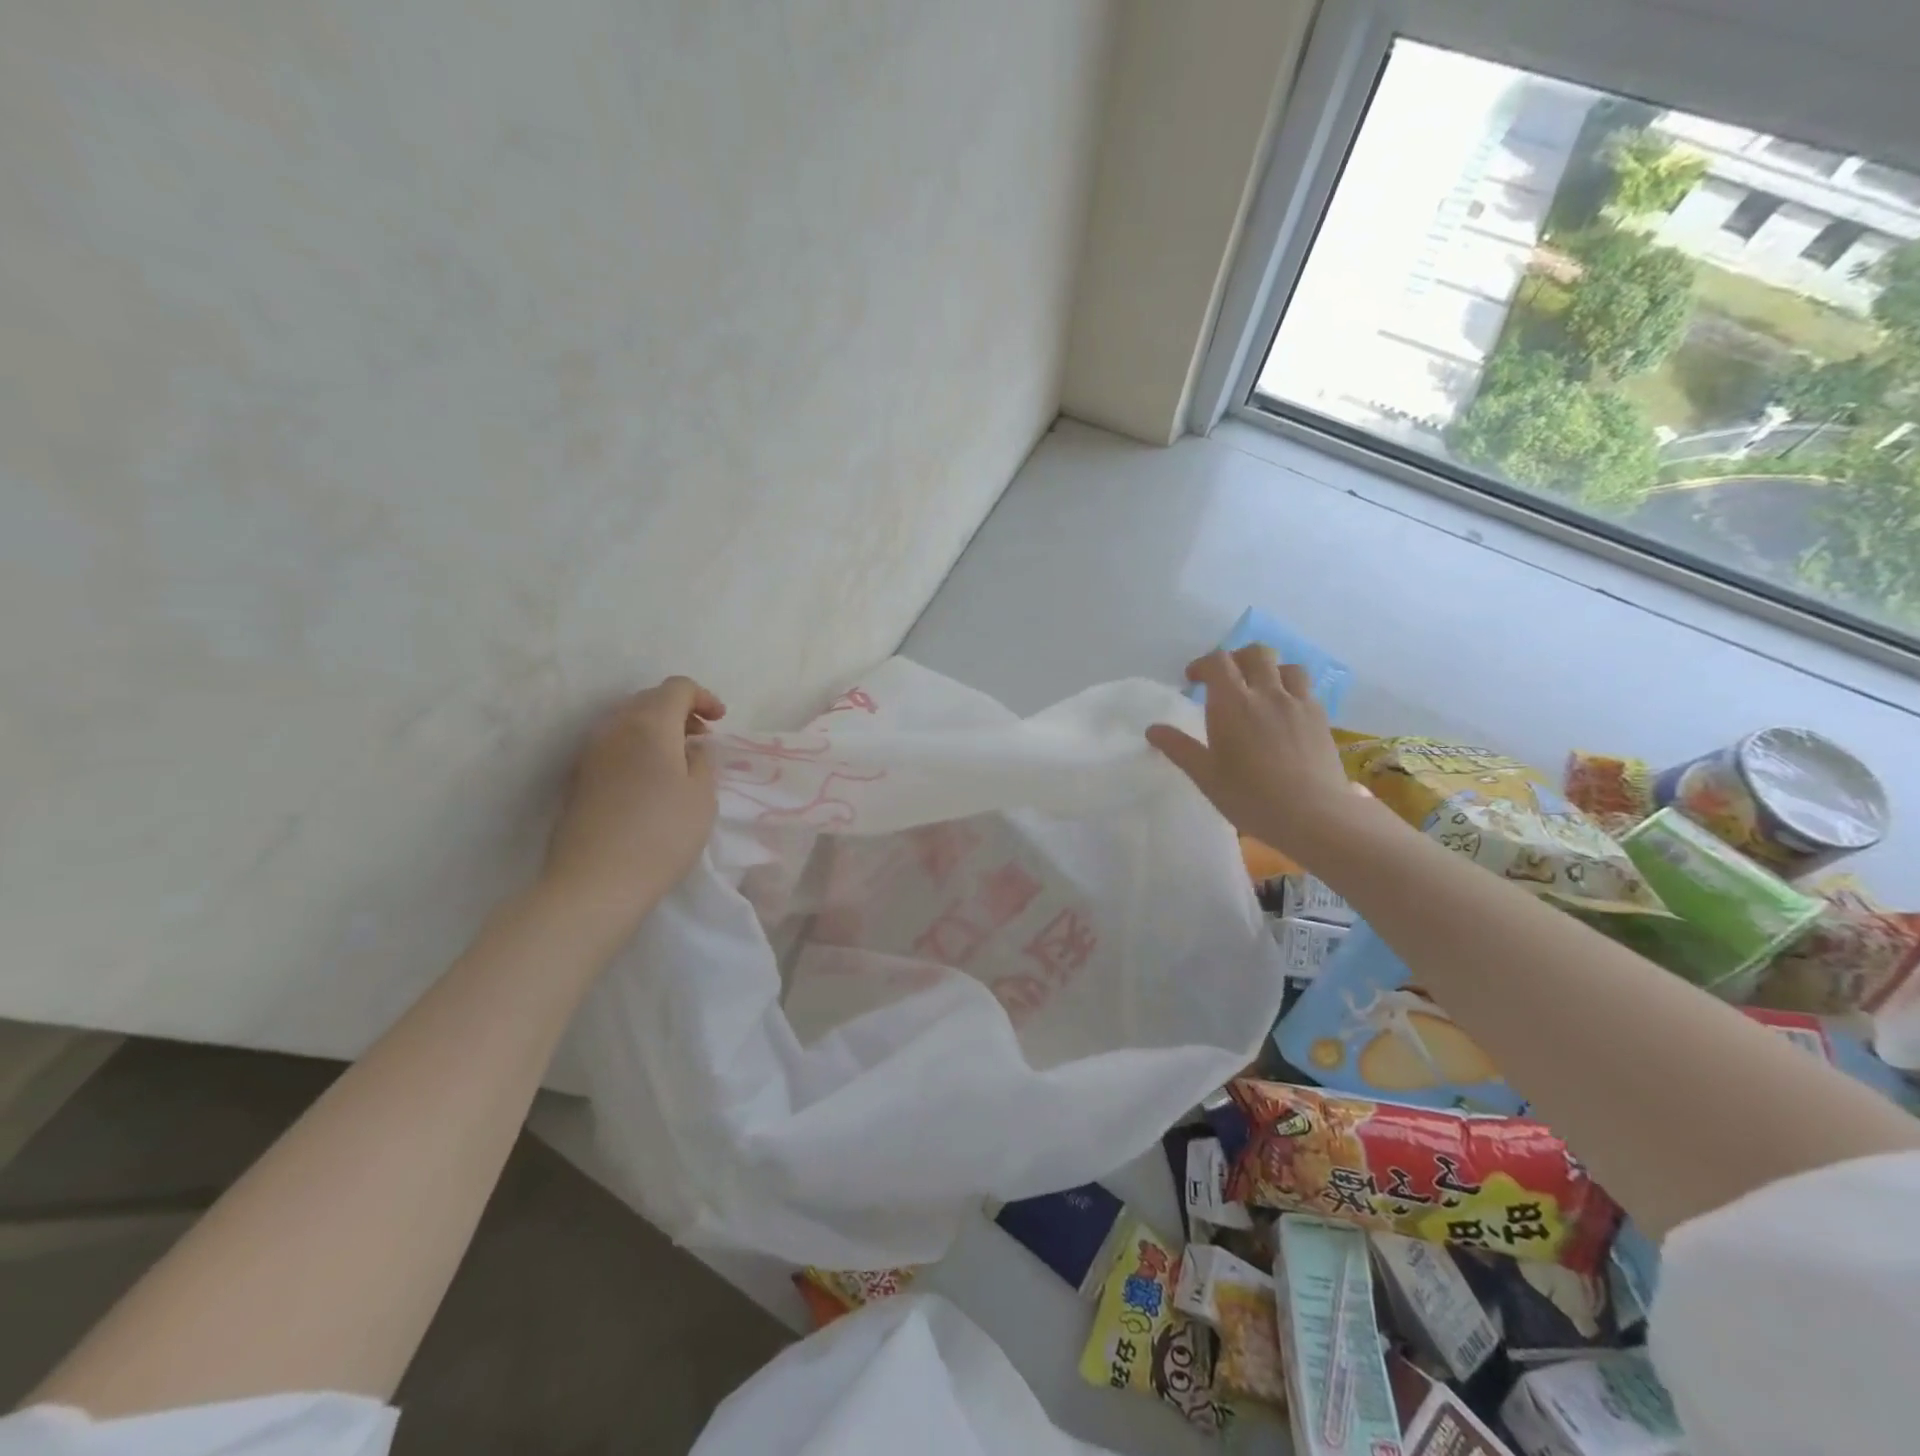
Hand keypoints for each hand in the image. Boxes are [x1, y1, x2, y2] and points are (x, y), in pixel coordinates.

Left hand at [540, 676, 725, 940]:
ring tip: (678, 759)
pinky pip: (613, 745)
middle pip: (648, 700)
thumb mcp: (703, 796)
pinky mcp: (578, 779)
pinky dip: (637, 748)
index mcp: (649, 724)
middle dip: (679, 710)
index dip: (703, 697)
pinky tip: (651, 779)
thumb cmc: (661, 835)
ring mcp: (590, 753)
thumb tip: (691, 747)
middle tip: (702, 737)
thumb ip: (703, 760)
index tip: (720, 721)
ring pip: (627, 722)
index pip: (676, 688)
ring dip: (656, 730)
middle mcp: (614, 728)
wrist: (594, 883)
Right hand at [1146, 646, 1365, 862]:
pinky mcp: (1320, 718)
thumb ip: (1179, 748)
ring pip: (1286, 666)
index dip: (1203, 665)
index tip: (1193, 680)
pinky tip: (1284, 712)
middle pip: (1255, 654)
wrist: (1313, 814)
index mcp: (1232, 703)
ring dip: (1269, 670)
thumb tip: (1152, 729)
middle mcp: (1266, 693)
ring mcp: (1298, 703)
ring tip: (1260, 690)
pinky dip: (1290, 689)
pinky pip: (1305, 689)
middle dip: (1237, 659)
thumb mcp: (1206, 776)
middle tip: (1226, 680)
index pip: (1218, 662)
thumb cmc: (1250, 796)